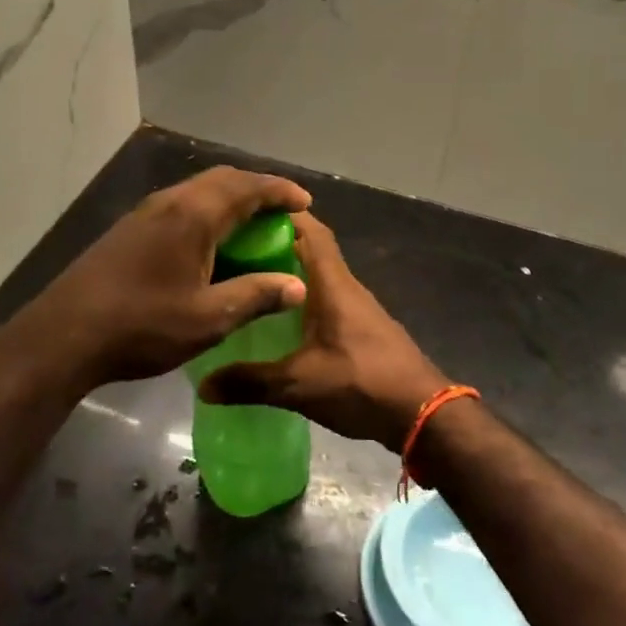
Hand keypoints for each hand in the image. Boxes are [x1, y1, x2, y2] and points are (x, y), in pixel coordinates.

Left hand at [0, 166, 311, 392]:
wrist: (63, 336)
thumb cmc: (142, 326)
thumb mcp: (208, 319)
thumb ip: (255, 296)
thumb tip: (297, 285)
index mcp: (192, 215)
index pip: (246, 187)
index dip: (279, 191)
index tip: (304, 202)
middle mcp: (169, 202)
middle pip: (221, 180)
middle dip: (256, 190)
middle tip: (281, 212)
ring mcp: (144, 213)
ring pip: (197, 191)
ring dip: (229, 200)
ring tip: (252, 226)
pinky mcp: (129, 230)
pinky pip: (179, 206)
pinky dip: (206, 213)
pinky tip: (210, 244)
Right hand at [198, 211, 448, 450]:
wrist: (422, 413)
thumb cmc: (361, 383)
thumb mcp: (299, 385)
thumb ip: (251, 382)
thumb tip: (204, 386)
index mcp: (333, 284)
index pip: (310, 230)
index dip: (282, 214)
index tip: (246, 212)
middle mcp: (347, 286)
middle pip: (311, 249)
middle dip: (276, 242)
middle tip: (235, 248)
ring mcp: (357, 307)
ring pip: (319, 275)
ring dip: (289, 270)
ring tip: (250, 279)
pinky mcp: (362, 328)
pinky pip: (327, 298)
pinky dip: (303, 296)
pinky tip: (281, 319)